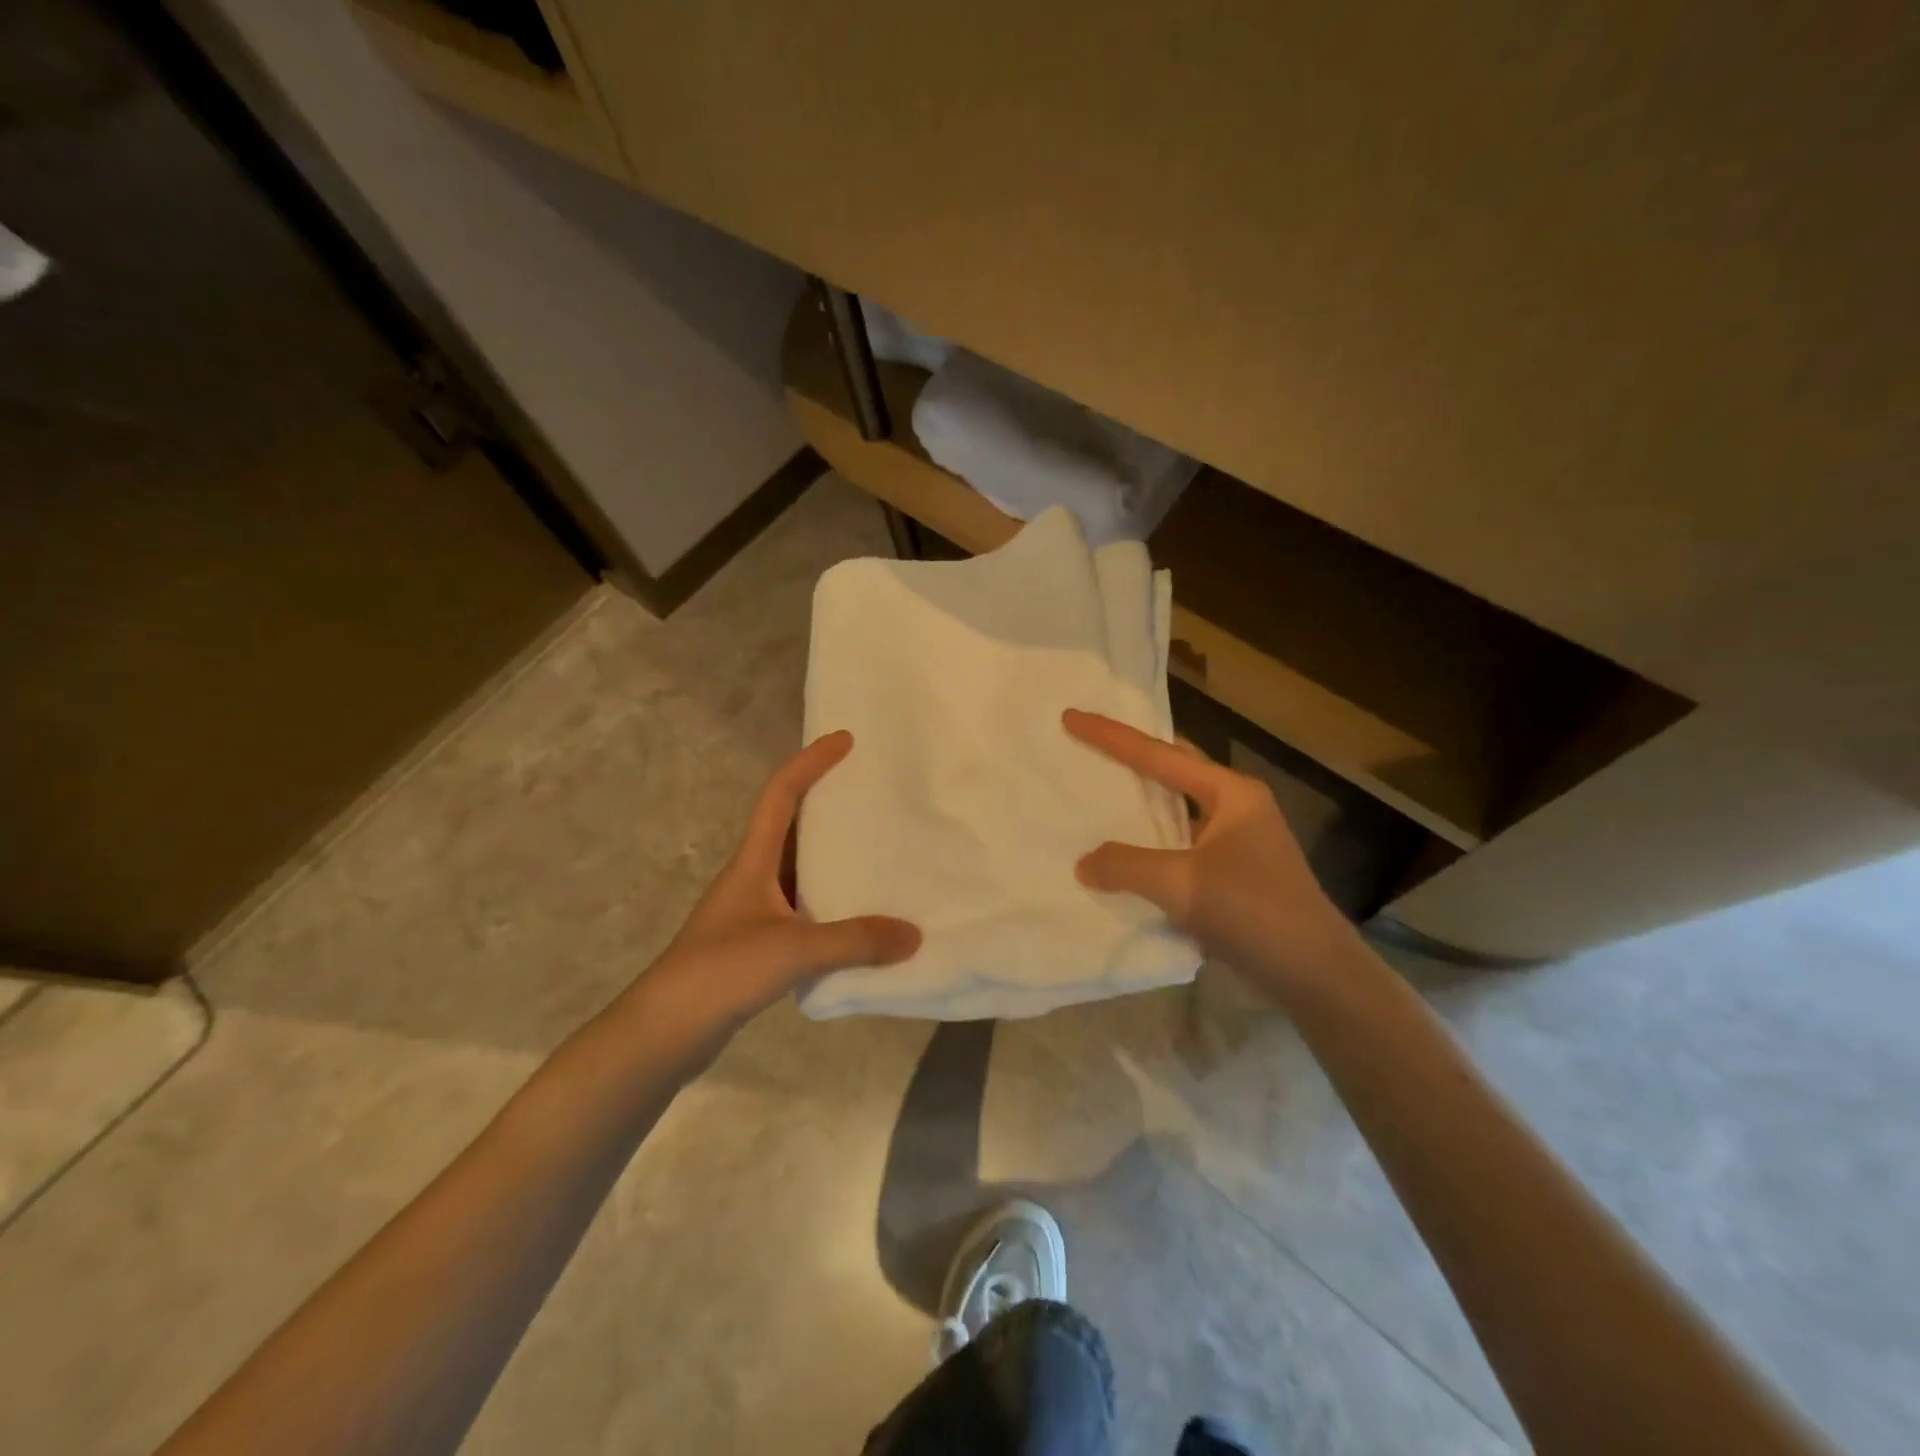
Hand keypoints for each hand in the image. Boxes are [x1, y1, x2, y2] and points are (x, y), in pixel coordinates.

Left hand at [635, 731, 920, 1035]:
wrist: (665, 1032)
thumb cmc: (722, 971)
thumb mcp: (793, 949)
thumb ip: (855, 940)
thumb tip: (914, 934)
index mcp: (753, 860)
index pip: (781, 793)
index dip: (811, 761)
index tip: (845, 741)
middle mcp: (753, 876)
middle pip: (792, 825)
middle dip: (828, 804)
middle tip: (873, 795)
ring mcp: (754, 912)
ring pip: (800, 869)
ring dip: (833, 858)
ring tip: (879, 852)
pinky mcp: (758, 944)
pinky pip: (803, 909)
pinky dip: (831, 904)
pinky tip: (859, 919)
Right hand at [1063, 709, 1358, 999]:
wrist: (1314, 974)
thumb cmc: (1253, 911)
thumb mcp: (1182, 884)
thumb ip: (1126, 866)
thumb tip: (1085, 863)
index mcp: (1231, 793)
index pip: (1160, 754)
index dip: (1111, 736)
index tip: (1071, 717)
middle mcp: (1237, 807)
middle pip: (1173, 770)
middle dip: (1132, 758)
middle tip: (1089, 747)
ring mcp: (1238, 841)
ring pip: (1177, 809)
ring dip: (1141, 803)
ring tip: (1100, 795)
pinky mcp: (1235, 873)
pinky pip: (1181, 843)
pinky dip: (1151, 842)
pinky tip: (1127, 854)